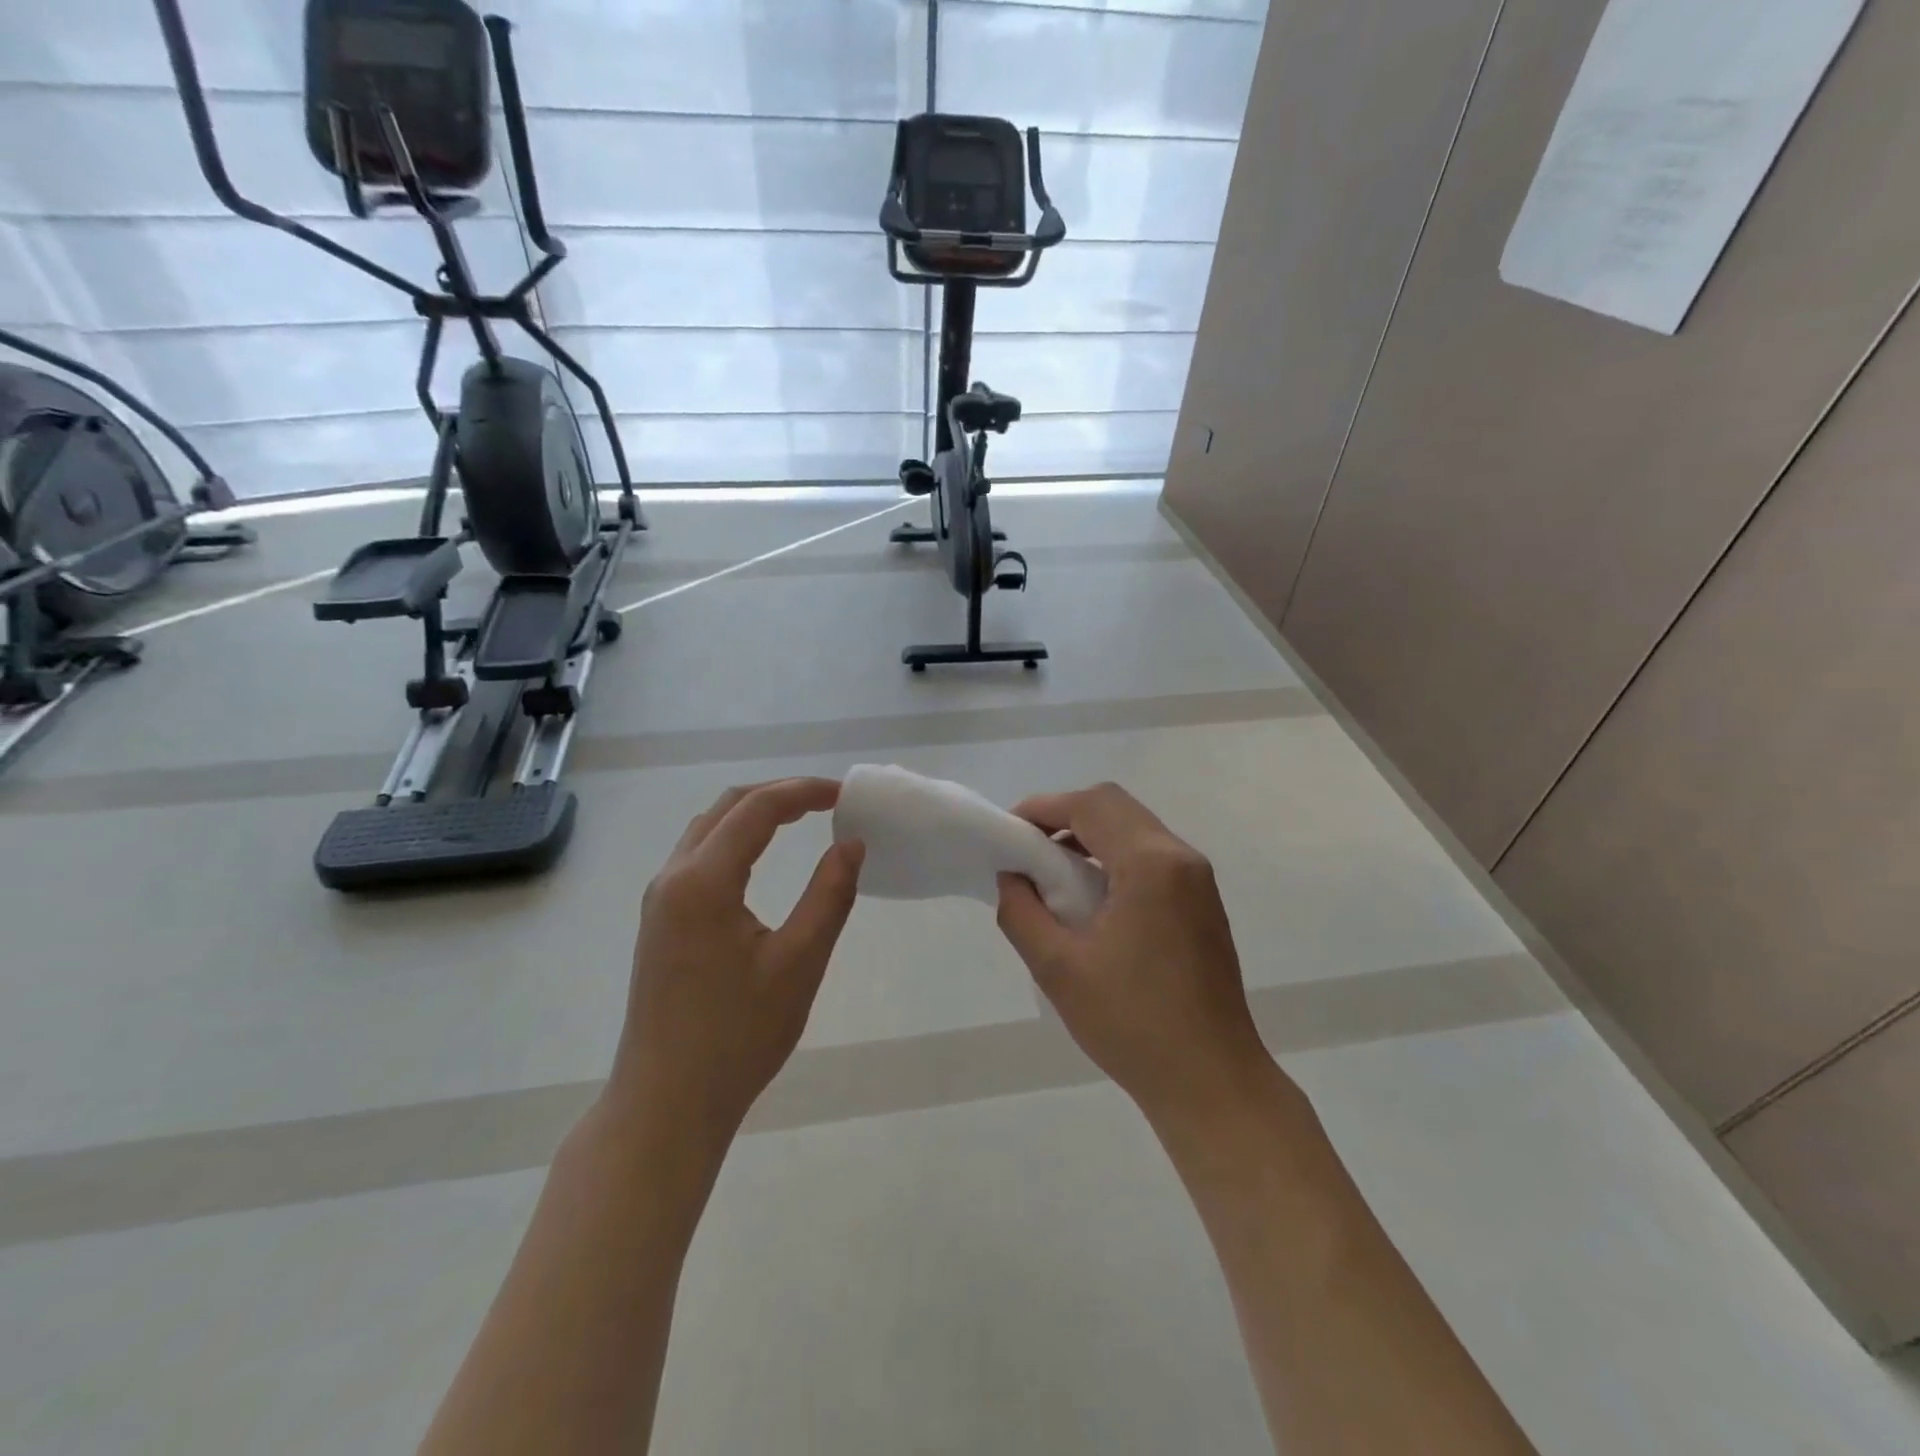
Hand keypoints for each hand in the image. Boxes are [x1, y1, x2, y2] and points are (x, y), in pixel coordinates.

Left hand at [610, 778, 863, 1144]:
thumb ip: (830, 895)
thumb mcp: (799, 964)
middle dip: (778, 794)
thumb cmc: (737, 1037)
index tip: (844, 795)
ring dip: (754, 814)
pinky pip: (697, 856)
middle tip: (826, 802)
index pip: (757, 809)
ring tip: (800, 819)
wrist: (666, 1104)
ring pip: (707, 829)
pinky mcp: (658, 921)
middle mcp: (672, 878)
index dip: (803, 792)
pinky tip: (760, 858)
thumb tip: (851, 845)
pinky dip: (735, 839)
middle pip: (727, 808)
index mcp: (703, 882)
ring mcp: (659, 900)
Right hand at [996, 782, 1270, 1126]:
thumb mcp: (1057, 968)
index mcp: (1151, 864)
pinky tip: (1092, 897)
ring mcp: (1198, 880)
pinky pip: (1152, 856)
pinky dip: (1115, 856)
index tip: (1009, 833)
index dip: (1044, 808)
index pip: (1091, 806)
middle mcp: (1181, 858)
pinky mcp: (1202, 903)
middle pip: (1116, 807)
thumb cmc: (1132, 1024)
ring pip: (1136, 828)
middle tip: (1028, 850)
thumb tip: (1012, 877)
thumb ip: (1022, 911)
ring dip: (1091, 835)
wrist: (1211, 1081)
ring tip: (1053, 874)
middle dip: (1066, 816)